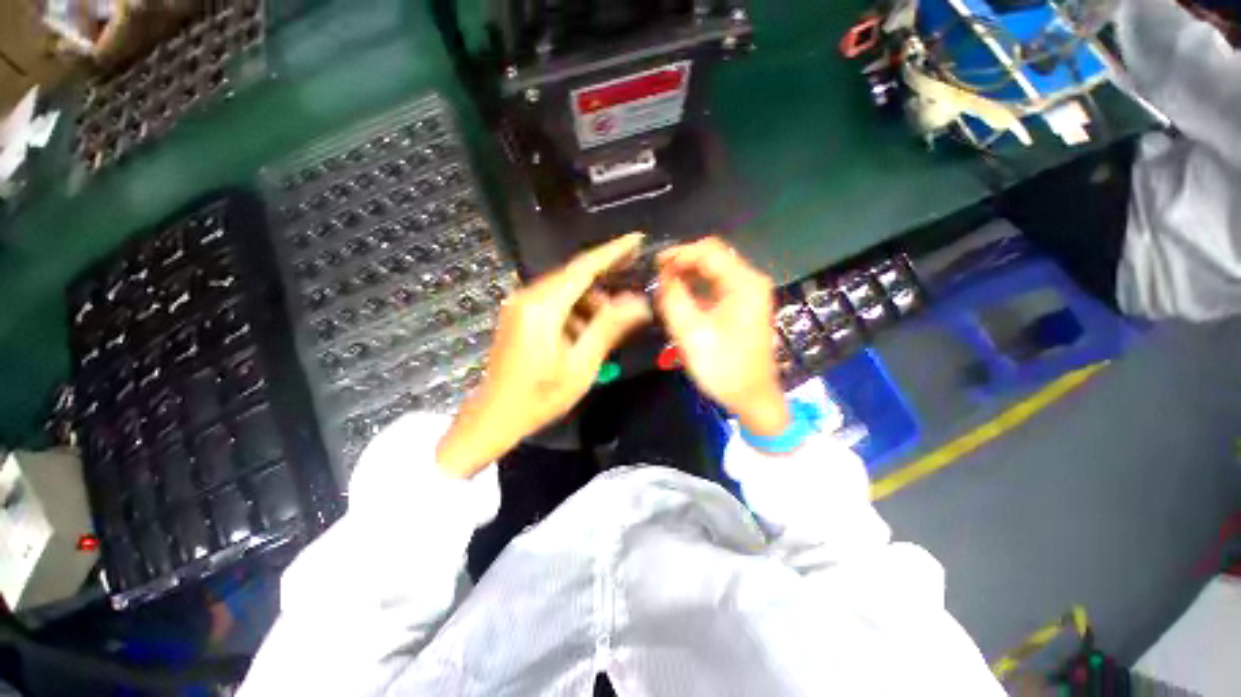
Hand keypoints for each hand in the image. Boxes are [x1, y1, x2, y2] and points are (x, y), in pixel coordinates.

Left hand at [436, 234, 652, 476]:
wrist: (495, 416)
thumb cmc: (539, 397)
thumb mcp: (580, 365)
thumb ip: (608, 328)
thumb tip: (639, 302)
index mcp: (542, 307)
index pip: (583, 267)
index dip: (612, 251)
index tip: (637, 239)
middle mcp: (528, 296)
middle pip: (574, 276)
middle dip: (605, 282)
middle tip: (631, 294)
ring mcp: (520, 304)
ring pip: (565, 289)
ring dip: (590, 301)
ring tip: (608, 325)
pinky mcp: (520, 314)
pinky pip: (555, 301)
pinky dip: (575, 310)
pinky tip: (584, 333)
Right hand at [656, 237, 789, 436]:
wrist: (751, 397)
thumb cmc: (723, 367)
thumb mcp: (691, 333)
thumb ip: (673, 299)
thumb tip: (662, 276)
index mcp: (744, 283)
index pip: (707, 251)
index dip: (678, 254)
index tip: (653, 265)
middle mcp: (750, 281)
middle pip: (711, 257)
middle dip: (682, 263)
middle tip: (656, 276)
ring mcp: (748, 293)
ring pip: (712, 270)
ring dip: (687, 274)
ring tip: (663, 285)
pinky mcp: (743, 305)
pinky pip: (716, 285)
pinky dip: (696, 286)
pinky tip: (679, 296)